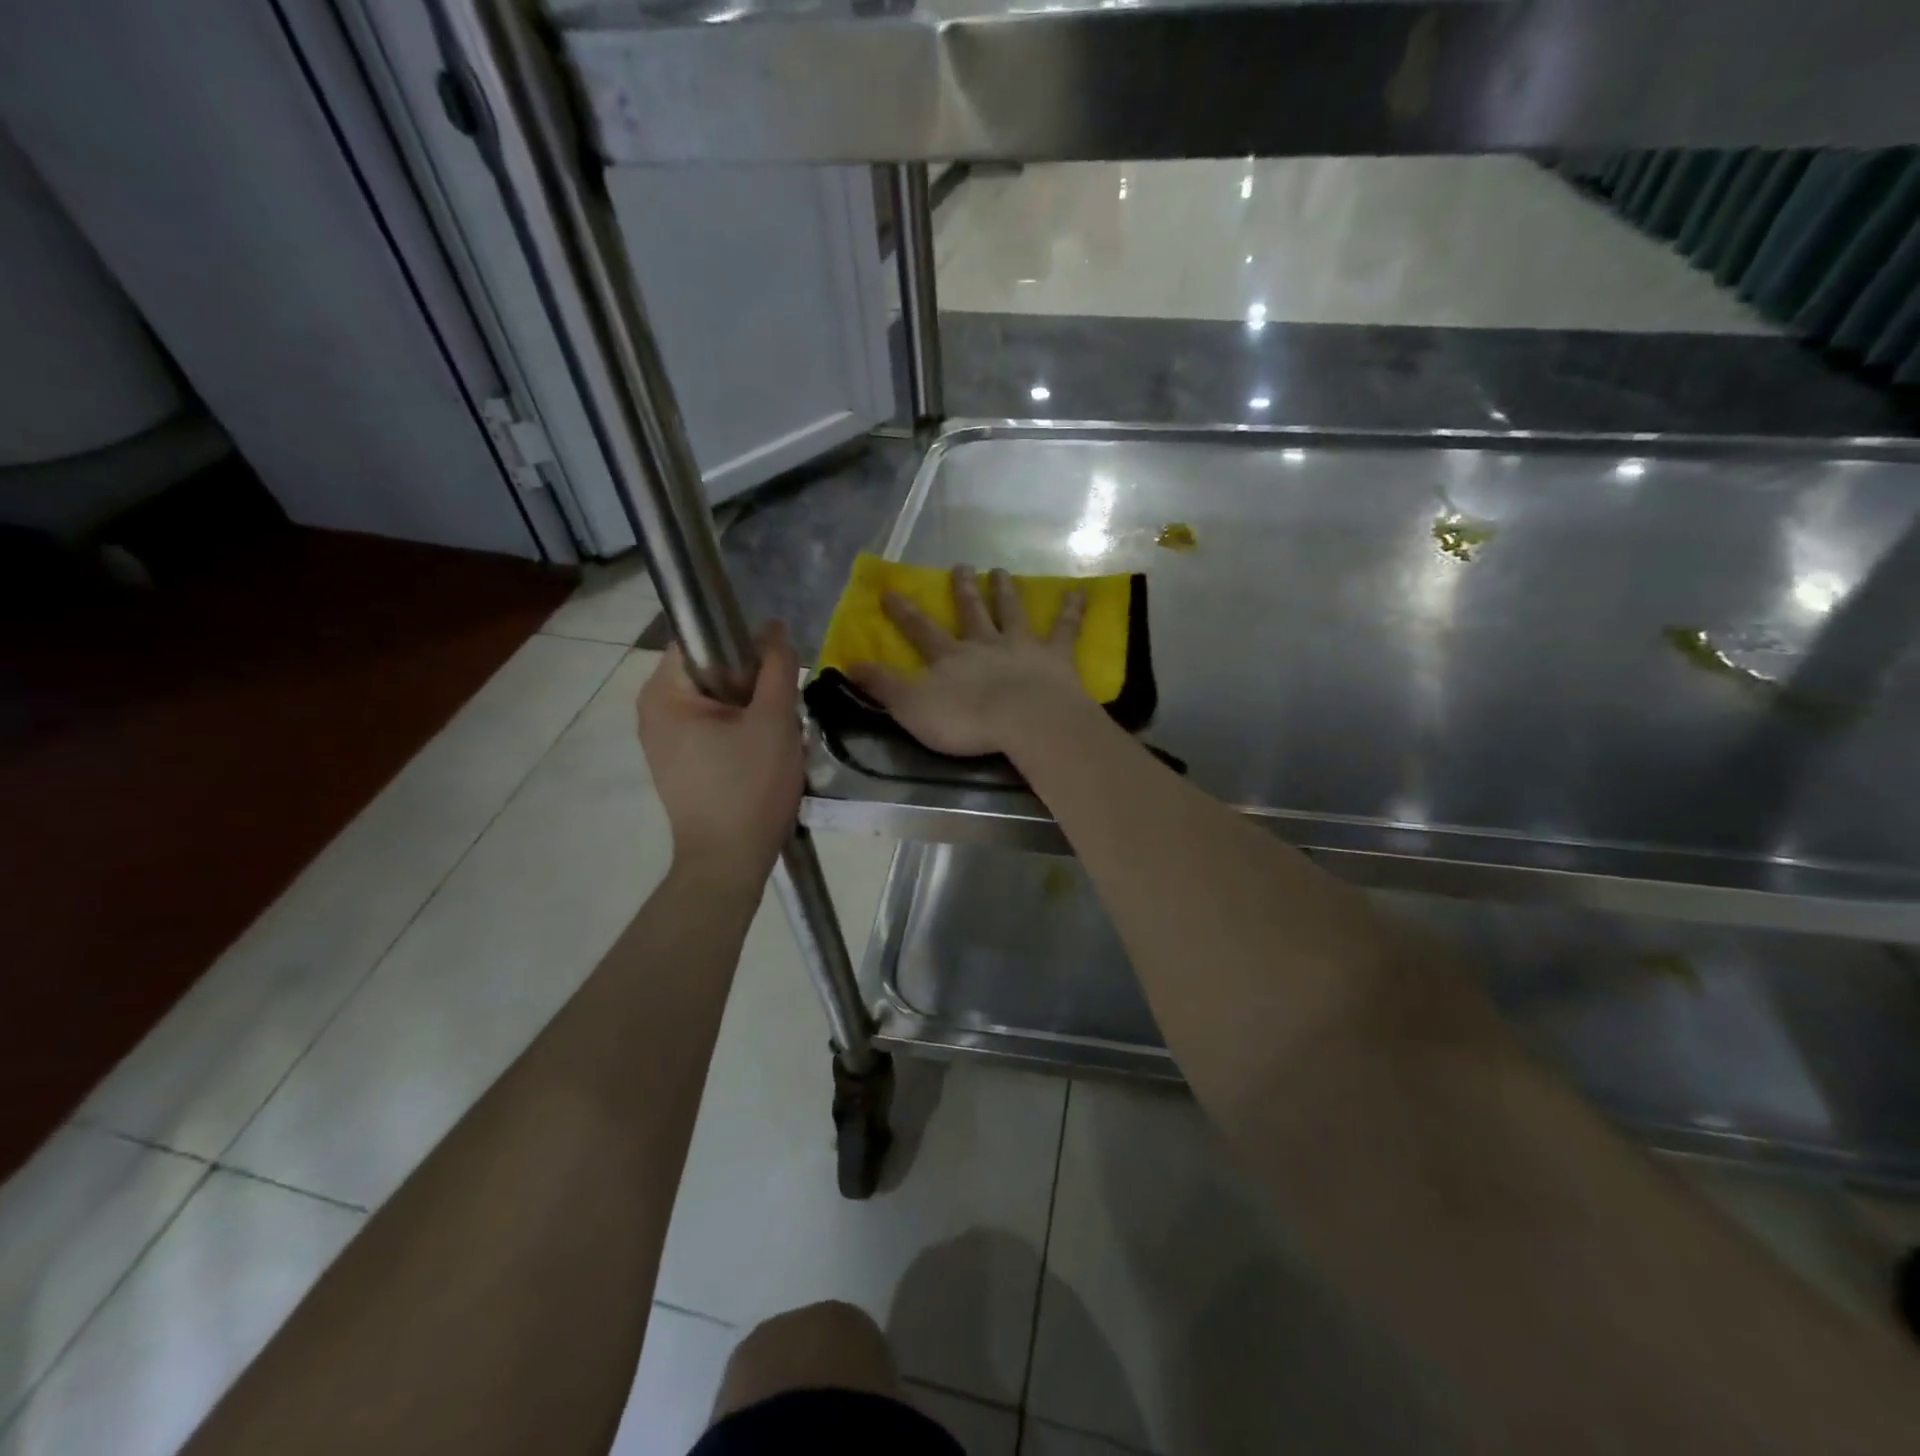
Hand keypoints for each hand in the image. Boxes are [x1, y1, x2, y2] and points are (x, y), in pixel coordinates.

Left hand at [637, 624, 802, 881]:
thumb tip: (774, 627)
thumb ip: (776, 668)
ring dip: (754, 712)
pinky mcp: (681, 765)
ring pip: (720, 703)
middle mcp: (654, 712)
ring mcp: (665, 741)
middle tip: (785, 711)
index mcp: (664, 693)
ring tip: (781, 737)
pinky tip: (767, 757)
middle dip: (754, 685)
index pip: (701, 640)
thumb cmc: (749, 787)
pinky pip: (716, 730)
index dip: (743, 644)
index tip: (776, 669)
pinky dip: (743, 734)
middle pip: (713, 672)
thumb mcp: (774, 720)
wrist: (730, 862)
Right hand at [847, 565, 1091, 757]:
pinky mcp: (1055, 657)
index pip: (920, 631)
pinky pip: (1065, 629)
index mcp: (949, 658)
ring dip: (1006, 591)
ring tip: (1002, 570)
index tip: (889, 590)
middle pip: (971, 612)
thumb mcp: (911, 707)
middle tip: (961, 565)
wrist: (1024, 720)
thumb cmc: (966, 720)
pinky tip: (1080, 592)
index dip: (903, 612)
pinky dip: (1072, 610)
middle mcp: (983, 644)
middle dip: (963, 590)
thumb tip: (848, 663)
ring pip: (1012, 612)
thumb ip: (882, 685)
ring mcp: (1021, 646)